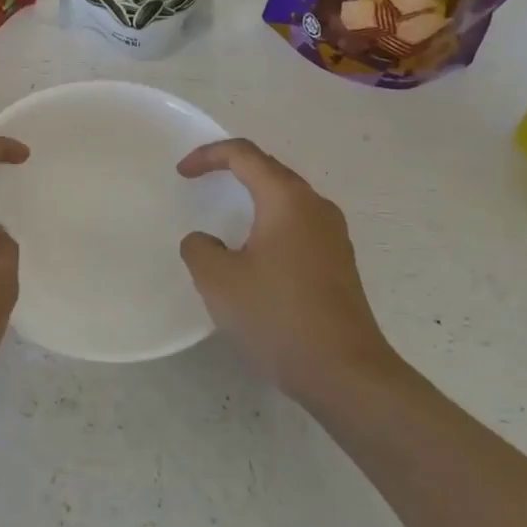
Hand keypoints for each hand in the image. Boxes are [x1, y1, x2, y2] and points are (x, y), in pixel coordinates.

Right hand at [178, 138, 401, 403]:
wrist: (344, 371)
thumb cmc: (277, 316)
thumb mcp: (219, 281)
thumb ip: (199, 249)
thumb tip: (205, 241)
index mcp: (287, 200)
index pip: (245, 155)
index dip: (208, 155)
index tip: (182, 173)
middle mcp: (316, 207)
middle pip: (270, 170)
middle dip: (232, 169)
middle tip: (201, 182)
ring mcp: (333, 236)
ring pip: (287, 199)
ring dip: (254, 197)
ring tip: (226, 214)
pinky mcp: (339, 263)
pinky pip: (298, 225)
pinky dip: (270, 223)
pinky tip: (255, 252)